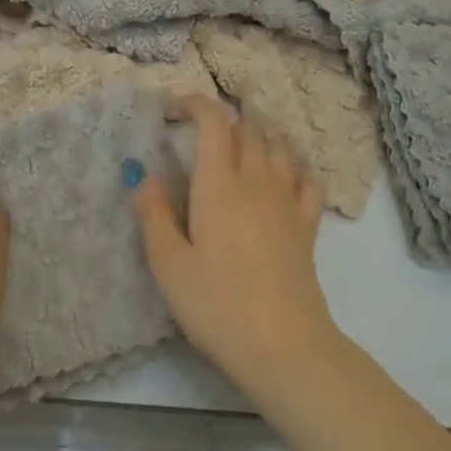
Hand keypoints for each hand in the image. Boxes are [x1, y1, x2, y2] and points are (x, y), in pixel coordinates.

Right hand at [130, 96, 339, 397]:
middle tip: (202, 132)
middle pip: (248, 129)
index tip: (175, 109)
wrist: (284, 346)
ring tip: (241, 143)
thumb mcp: (169, 265)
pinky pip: (306, 180)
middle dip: (225, 119)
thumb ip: (153, 214)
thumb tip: (143, 175)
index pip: (214, 122)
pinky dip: (293, 168)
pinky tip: (284, 177)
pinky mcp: (307, 226)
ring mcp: (287, 202)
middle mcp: (256, 181)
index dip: (196, 104)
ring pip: (279, 147)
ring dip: (259, 136)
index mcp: (219, 185)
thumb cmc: (217, 304)